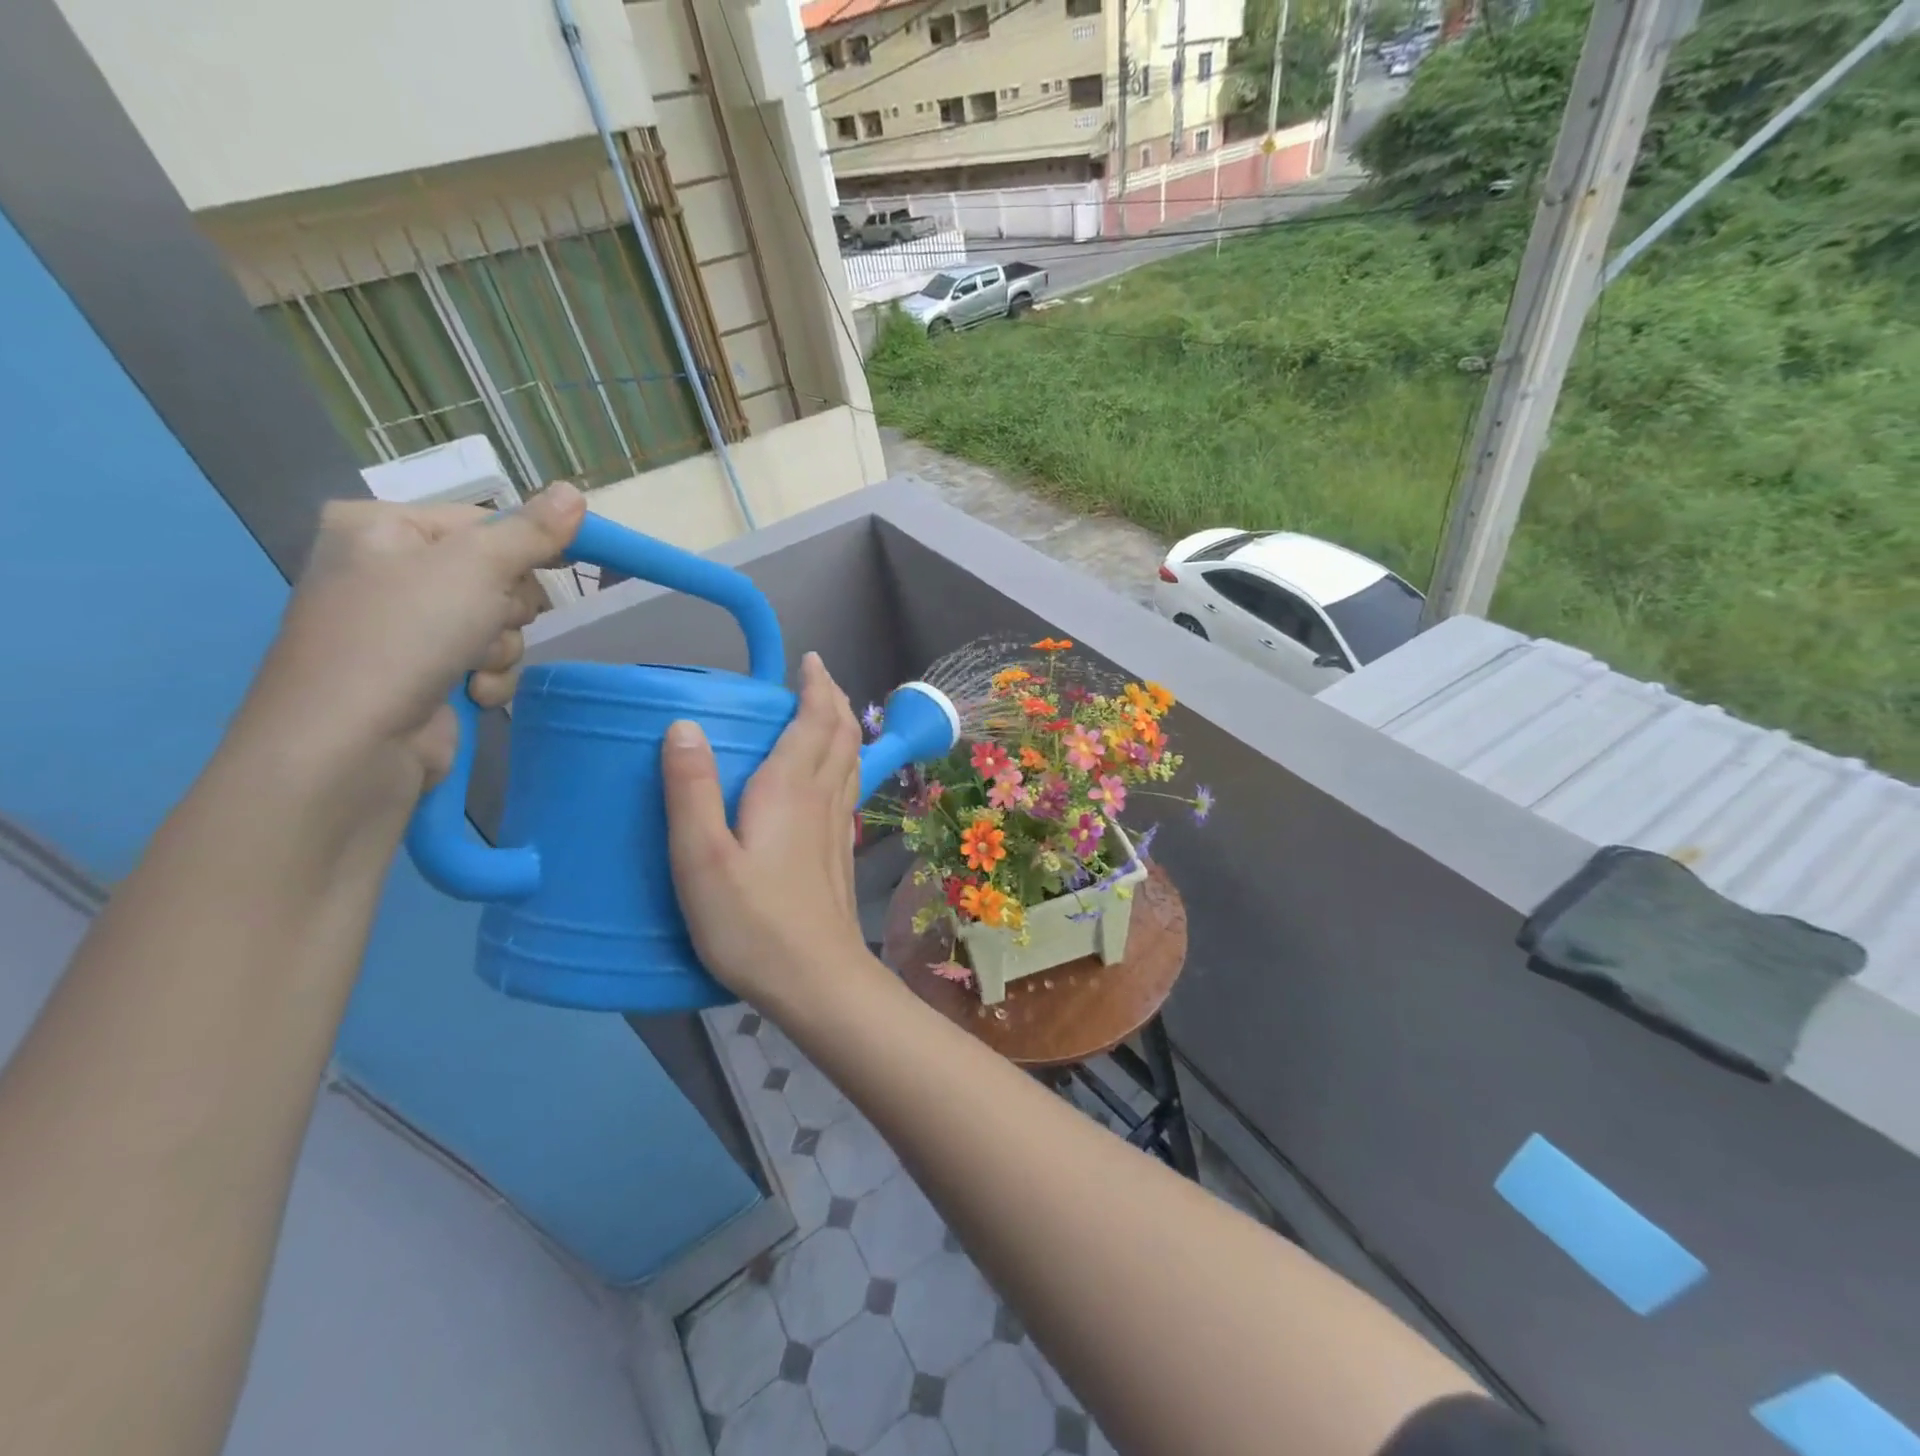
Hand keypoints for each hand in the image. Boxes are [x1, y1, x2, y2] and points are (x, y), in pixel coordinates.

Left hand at [231, 482, 587, 813]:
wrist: (351, 743)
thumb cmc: (405, 635)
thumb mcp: (476, 568)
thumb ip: (531, 532)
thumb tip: (575, 491)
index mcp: (383, 527)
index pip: (482, 521)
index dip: (525, 547)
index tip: (562, 568)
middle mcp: (389, 571)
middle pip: (496, 574)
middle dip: (509, 607)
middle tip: (489, 619)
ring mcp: (404, 627)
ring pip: (498, 623)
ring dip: (501, 647)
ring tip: (472, 666)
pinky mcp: (423, 673)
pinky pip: (484, 661)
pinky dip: (489, 678)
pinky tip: (471, 694)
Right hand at [662, 653, 869, 1007]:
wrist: (817, 979)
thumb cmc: (752, 923)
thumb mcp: (702, 858)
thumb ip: (691, 791)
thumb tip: (684, 725)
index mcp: (790, 789)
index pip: (814, 720)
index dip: (816, 686)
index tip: (810, 661)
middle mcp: (822, 797)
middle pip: (841, 733)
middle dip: (833, 698)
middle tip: (818, 677)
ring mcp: (838, 826)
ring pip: (851, 759)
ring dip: (843, 727)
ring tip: (828, 712)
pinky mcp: (840, 852)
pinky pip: (848, 787)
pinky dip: (844, 761)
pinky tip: (831, 776)